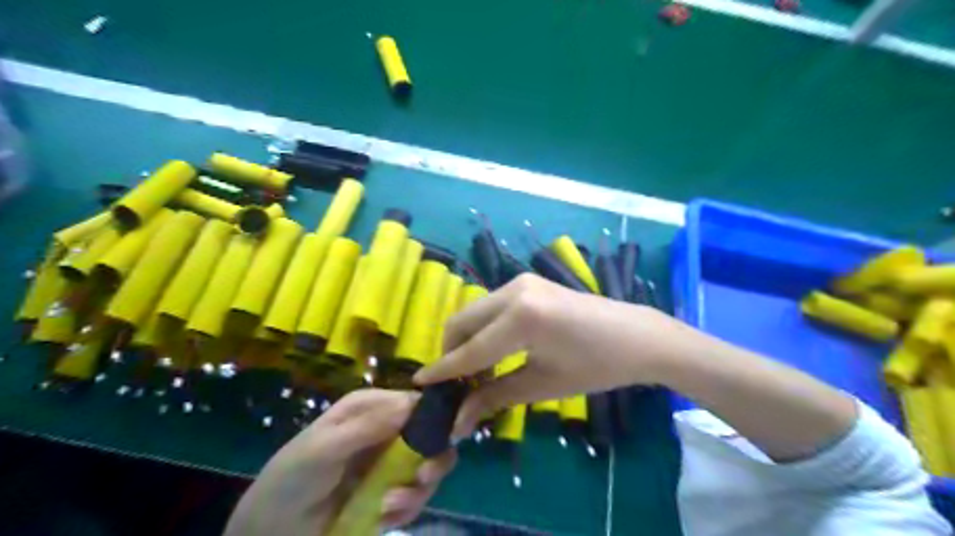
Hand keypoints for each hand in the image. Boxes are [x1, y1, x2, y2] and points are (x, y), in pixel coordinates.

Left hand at [226, 389, 458, 534]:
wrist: (272, 530)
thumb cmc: (293, 478)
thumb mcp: (325, 448)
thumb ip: (367, 427)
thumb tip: (412, 403)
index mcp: (371, 408)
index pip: (414, 402)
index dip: (435, 416)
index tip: (448, 435)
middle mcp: (386, 430)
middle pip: (431, 435)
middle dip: (434, 458)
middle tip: (423, 476)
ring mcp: (390, 463)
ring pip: (429, 468)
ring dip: (417, 489)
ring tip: (389, 505)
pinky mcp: (391, 491)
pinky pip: (415, 496)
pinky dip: (407, 508)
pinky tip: (384, 516)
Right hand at [415, 277, 673, 439]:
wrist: (636, 336)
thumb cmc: (595, 366)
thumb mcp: (542, 385)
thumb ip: (494, 398)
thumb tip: (458, 422)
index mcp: (521, 318)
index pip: (470, 350)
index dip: (443, 370)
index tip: (419, 384)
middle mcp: (514, 291)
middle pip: (462, 322)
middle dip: (452, 352)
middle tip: (456, 385)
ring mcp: (520, 282)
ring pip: (474, 312)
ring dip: (467, 339)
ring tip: (476, 372)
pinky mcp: (527, 283)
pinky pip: (491, 307)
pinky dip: (483, 328)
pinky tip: (493, 350)